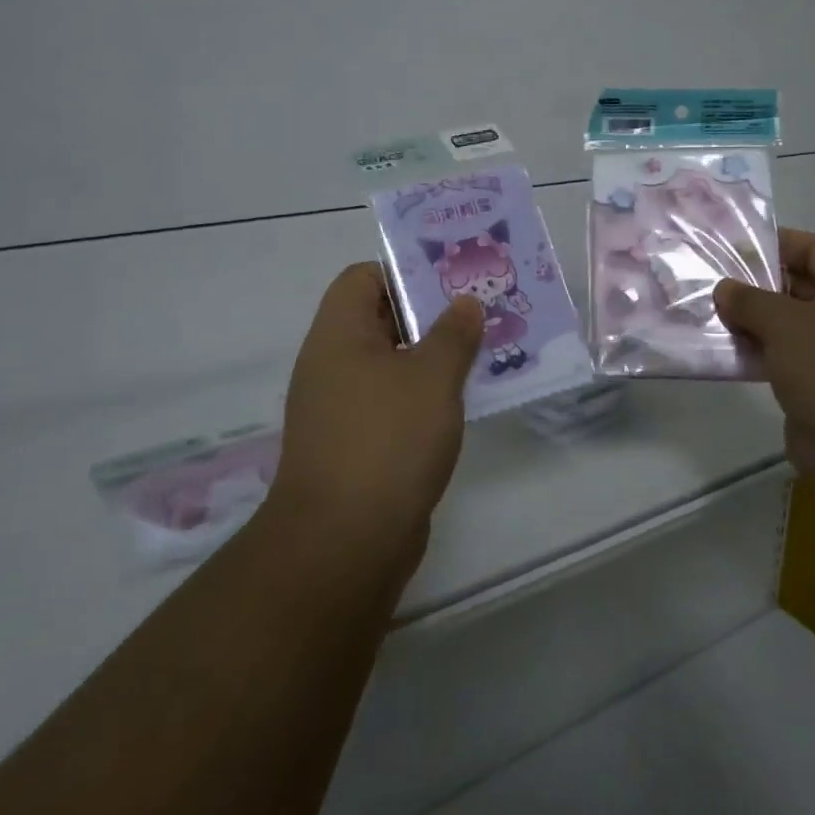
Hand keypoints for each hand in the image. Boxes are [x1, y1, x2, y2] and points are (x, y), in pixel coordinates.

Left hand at [269, 263, 483, 572]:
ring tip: (482, 351)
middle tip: (479, 311)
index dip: (405, 271)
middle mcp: (331, 364)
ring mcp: (340, 407)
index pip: (363, 277)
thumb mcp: (432, 377)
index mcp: (338, 334)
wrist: (344, 543)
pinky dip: (423, 395)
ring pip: (391, 363)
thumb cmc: (388, 440)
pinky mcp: (355, 445)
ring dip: (432, 356)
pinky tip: (462, 401)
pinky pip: (392, 402)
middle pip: (380, 318)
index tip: (451, 281)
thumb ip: (453, 333)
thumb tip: (465, 303)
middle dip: (430, 314)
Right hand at [713, 230, 814, 495]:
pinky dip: (759, 354)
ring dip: (752, 323)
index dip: (770, 243)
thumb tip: (725, 288)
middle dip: (754, 284)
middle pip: (797, 285)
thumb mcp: (786, 324)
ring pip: (789, 325)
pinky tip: (724, 352)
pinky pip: (787, 359)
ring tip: (707, 315)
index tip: (726, 247)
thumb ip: (750, 300)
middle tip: (707, 281)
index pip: (810, 247)